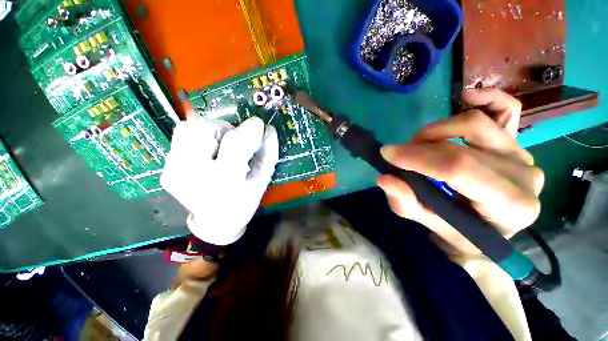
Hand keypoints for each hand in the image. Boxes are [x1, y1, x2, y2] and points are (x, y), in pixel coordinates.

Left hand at [161, 116, 278, 244]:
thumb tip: (268, 129)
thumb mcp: (262, 181)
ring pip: (189, 128)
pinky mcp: (166, 169)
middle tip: (237, 141)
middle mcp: (192, 174)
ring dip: (211, 131)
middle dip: (226, 129)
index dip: (249, 129)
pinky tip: (209, 152)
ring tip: (222, 147)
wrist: (215, 223)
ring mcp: (173, 171)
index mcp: (225, 181)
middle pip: (205, 129)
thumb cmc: (244, 203)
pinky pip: (181, 138)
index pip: (235, 143)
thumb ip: (268, 154)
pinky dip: (198, 137)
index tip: (259, 124)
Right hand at [377, 88, 543, 254]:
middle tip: (397, 155)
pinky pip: (507, 110)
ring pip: (476, 124)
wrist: (486, 227)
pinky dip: (488, 99)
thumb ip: (406, 203)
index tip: (387, 154)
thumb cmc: (459, 231)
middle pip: (462, 148)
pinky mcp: (516, 143)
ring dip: (436, 131)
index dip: (418, 158)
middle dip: (419, 148)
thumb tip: (384, 178)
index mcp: (510, 207)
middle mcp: (524, 177)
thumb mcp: (428, 223)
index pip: (459, 170)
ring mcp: (522, 155)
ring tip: (419, 144)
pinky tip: (467, 97)